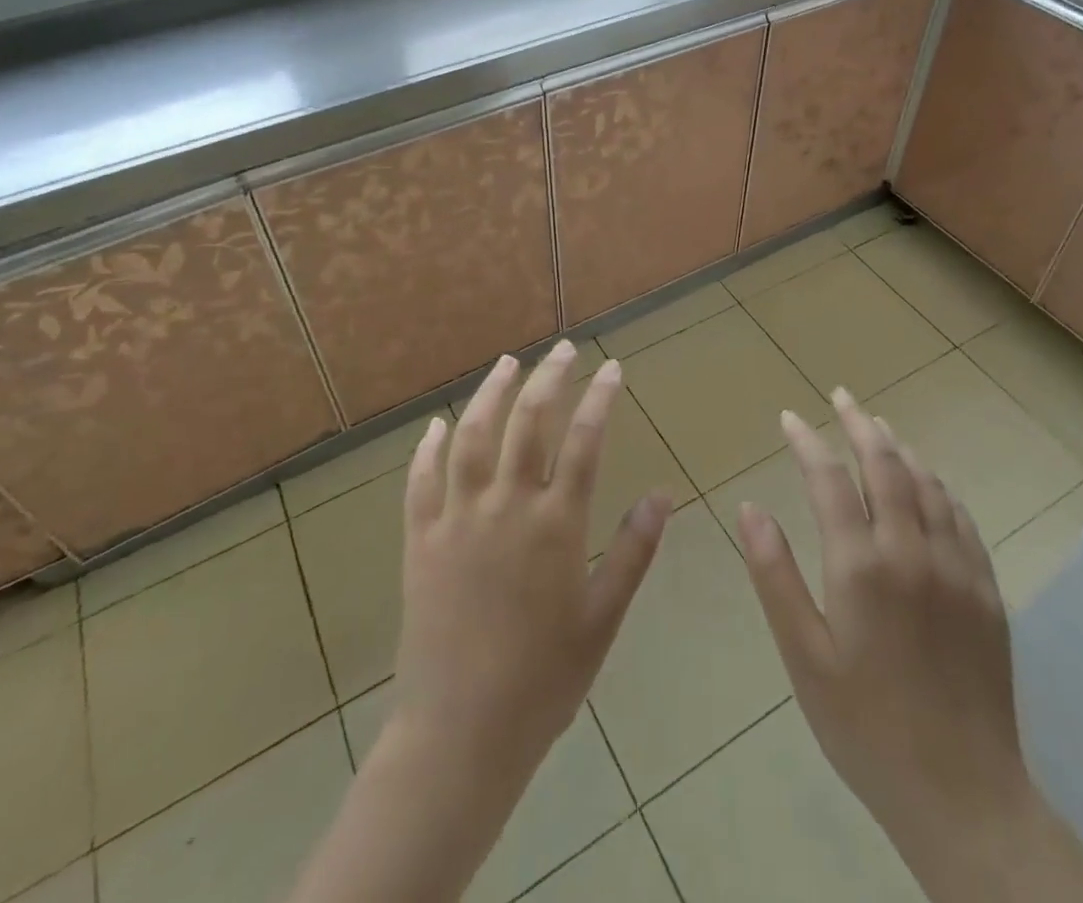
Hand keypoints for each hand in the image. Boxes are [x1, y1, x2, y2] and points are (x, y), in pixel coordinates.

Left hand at [390, 341, 671, 782]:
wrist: (460, 734)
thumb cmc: (542, 681)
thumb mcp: (602, 619)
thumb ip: (633, 552)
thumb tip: (663, 494)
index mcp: (555, 525)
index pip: (585, 441)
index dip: (600, 398)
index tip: (612, 368)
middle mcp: (506, 506)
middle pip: (529, 422)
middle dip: (549, 378)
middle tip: (562, 349)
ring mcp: (457, 518)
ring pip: (472, 437)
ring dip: (491, 394)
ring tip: (507, 363)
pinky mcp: (420, 540)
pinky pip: (421, 481)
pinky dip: (427, 448)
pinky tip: (435, 426)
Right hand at [736, 391, 1031, 853]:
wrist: (963, 796)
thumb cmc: (865, 727)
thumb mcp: (803, 657)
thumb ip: (775, 575)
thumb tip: (749, 508)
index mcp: (861, 566)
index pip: (830, 479)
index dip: (807, 441)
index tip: (789, 417)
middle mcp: (912, 552)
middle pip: (886, 465)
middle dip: (859, 423)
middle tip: (841, 396)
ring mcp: (957, 569)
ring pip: (928, 484)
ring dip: (900, 448)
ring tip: (878, 426)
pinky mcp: (986, 591)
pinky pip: (961, 518)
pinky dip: (938, 486)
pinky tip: (928, 481)